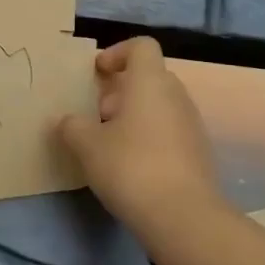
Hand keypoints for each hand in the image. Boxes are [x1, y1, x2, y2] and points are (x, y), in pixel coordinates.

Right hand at [58, 37, 228, 239]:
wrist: (183, 217)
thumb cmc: (131, 167)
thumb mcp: (87, 146)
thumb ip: (72, 126)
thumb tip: (66, 121)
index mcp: (150, 82)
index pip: (141, 46)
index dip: (117, 53)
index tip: (97, 73)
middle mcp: (176, 95)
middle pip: (149, 77)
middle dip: (120, 91)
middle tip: (97, 115)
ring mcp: (191, 124)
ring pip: (159, 106)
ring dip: (134, 116)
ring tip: (109, 144)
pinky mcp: (198, 153)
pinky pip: (169, 131)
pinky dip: (149, 138)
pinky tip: (131, 167)